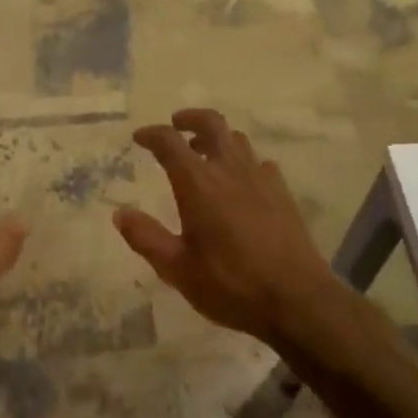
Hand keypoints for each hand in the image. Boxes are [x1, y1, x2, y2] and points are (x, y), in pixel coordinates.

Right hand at [114, 108, 348, 348]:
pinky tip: (240, 182)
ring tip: (203, 152)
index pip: (170, 143)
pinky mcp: (282, 193)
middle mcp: (229, 170)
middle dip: (190, 118)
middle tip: (176, 125)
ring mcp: (260, 179)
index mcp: (198, 184)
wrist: (297, 299)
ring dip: (216, 138)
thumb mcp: (177, 269)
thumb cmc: (231, 285)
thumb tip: (120, 214)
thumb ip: (146, 238)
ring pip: (237, 140)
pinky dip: (242, 161)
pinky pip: (259, 162)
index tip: (139, 137)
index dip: (152, 134)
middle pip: (211, 124)